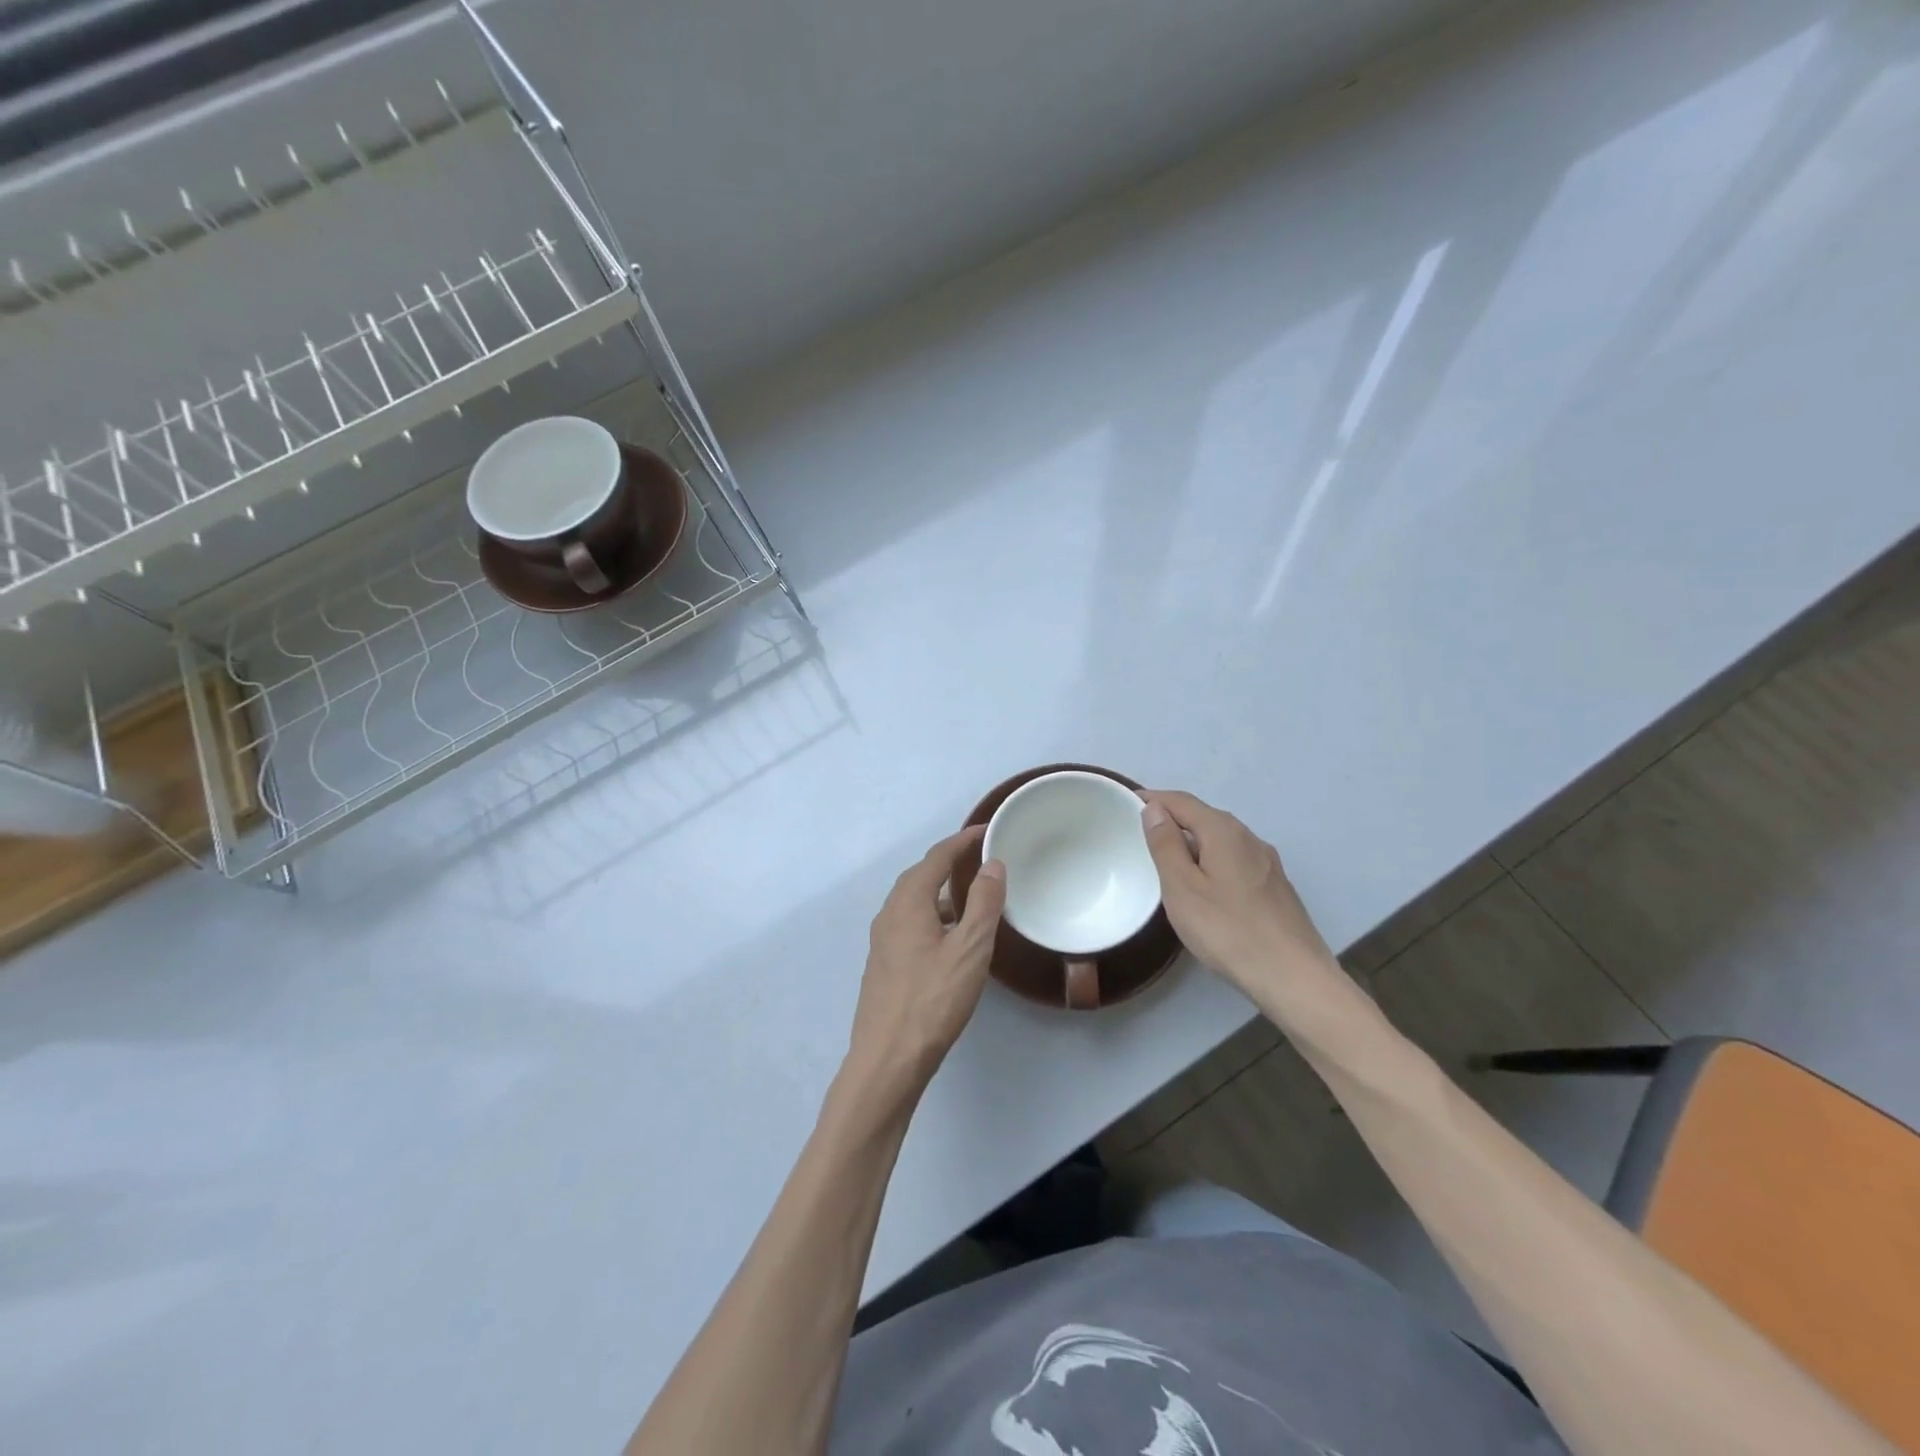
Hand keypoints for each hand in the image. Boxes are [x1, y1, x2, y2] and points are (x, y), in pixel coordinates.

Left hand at [844, 827, 1005, 1103]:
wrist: (888, 1058)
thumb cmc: (933, 1000)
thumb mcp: (970, 949)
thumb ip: (984, 903)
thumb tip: (992, 865)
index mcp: (908, 902)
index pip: (937, 857)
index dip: (962, 841)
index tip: (987, 830)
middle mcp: (889, 914)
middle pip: (921, 875)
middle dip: (950, 862)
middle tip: (981, 858)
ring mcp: (883, 940)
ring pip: (914, 901)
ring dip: (941, 890)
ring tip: (972, 894)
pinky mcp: (884, 963)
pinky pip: (910, 922)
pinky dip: (933, 914)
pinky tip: (951, 936)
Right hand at [1139, 790, 1343, 1011]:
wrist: (1294, 977)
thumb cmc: (1228, 931)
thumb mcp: (1182, 888)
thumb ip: (1166, 845)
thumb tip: (1155, 809)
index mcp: (1224, 831)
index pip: (1181, 801)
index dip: (1153, 799)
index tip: (1125, 804)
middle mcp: (1249, 837)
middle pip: (1203, 817)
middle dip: (1172, 819)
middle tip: (1141, 835)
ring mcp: (1266, 862)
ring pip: (1221, 839)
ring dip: (1192, 841)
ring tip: (1167, 860)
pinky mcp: (1275, 886)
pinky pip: (1234, 859)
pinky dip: (1211, 860)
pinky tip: (1204, 885)